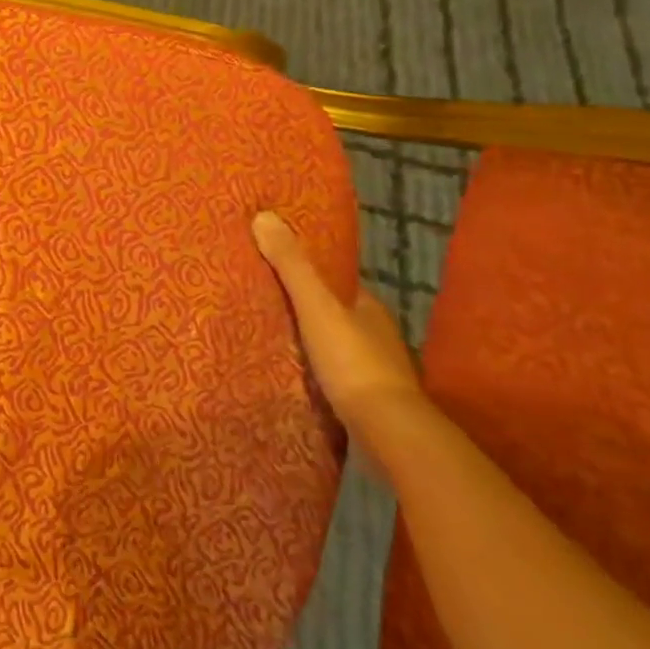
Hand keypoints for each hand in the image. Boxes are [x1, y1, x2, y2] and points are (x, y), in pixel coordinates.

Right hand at [252, 209, 423, 439]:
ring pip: (333, 342)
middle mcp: (375, 333)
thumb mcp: (316, 306)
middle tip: (260, 295)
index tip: (273, 261)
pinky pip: (332, 372)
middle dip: (303, 304)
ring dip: (307, 337)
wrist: (389, 434)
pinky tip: (290, 369)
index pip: (333, 279)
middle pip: (332, 310)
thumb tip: (264, 215)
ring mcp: (374, 369)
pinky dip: (313, 367)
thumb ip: (292, 265)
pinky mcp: (366, 400)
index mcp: (367, 305)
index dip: (306, 268)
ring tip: (266, 331)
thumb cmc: (353, 361)